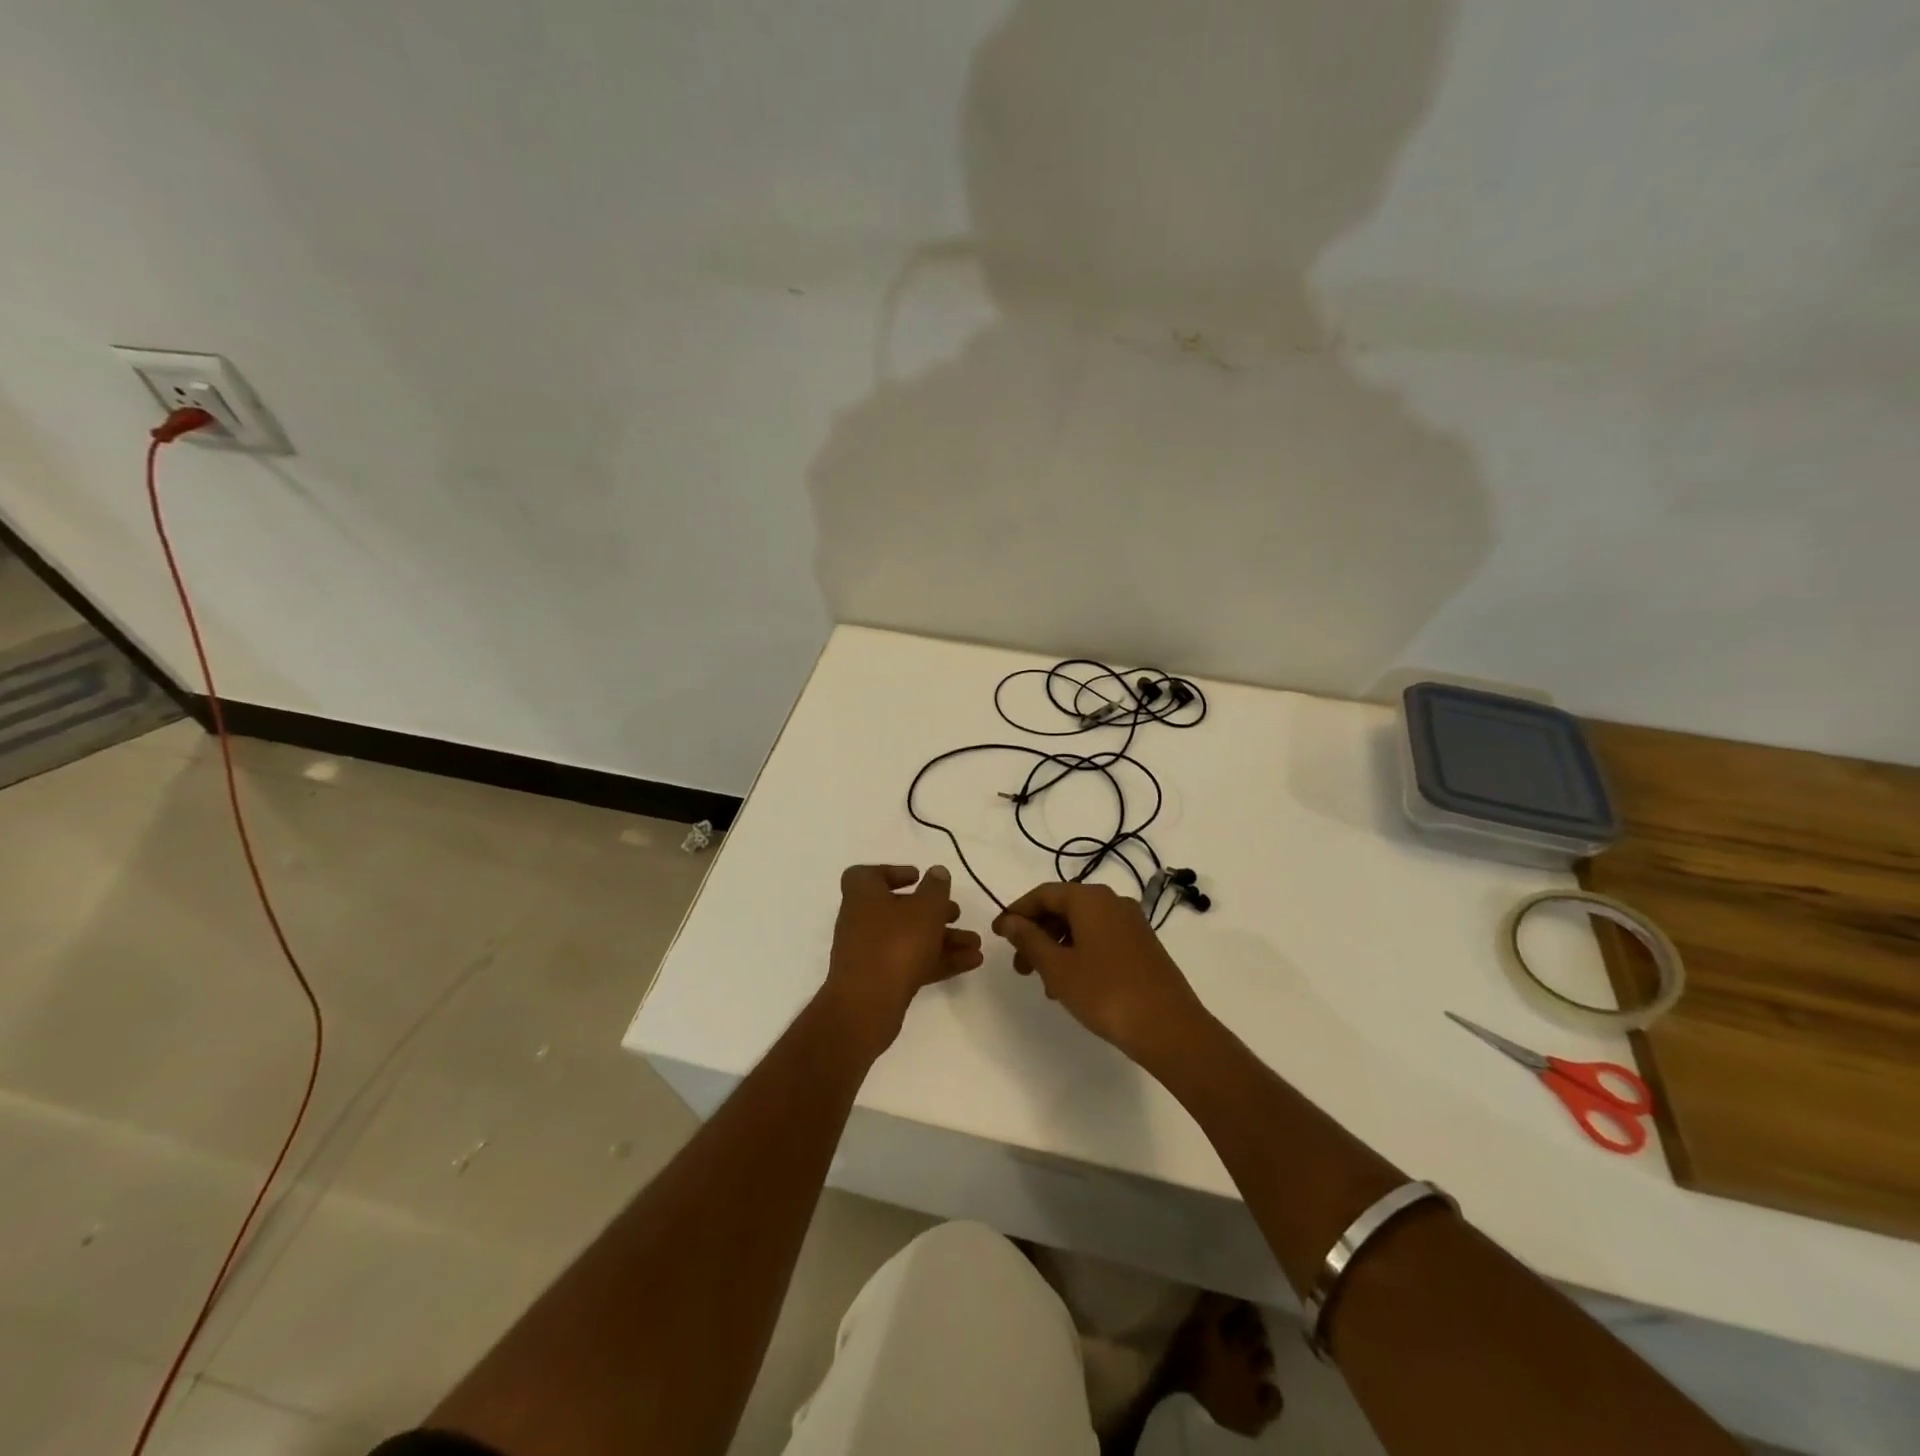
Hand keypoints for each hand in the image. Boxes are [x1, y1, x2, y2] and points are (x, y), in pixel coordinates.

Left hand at [819, 865, 982, 1058]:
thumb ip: (936, 888)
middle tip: (957, 913)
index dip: (892, 873)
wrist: (867, 1005)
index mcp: (863, 895)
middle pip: (898, 909)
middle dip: (932, 911)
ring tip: (975, 943)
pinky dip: (938, 960)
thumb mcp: (925, 908)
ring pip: (910, 939)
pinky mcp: (880, 981)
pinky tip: (971, 963)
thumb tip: (937, 872)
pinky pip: (912, 963)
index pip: (868, 875)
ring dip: (943, 938)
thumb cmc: (895, 943)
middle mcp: (861, 921)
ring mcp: (869, 954)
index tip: (918, 878)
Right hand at [992, 881, 1207, 1063]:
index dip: (1017, 912)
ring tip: (1044, 983)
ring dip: (1056, 947)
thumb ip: (1030, 940)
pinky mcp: (1143, 945)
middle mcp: (1113, 902)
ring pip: (1082, 926)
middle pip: (1064, 908)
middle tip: (1019, 966)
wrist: (1169, 1027)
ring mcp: (1132, 923)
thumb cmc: (1105, 992)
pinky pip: (1100, 938)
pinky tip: (1072, 984)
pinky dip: (1079, 953)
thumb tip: (1010, 921)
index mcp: (1091, 899)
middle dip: (1037, 933)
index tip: (997, 934)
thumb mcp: (1058, 968)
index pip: (1044, 894)